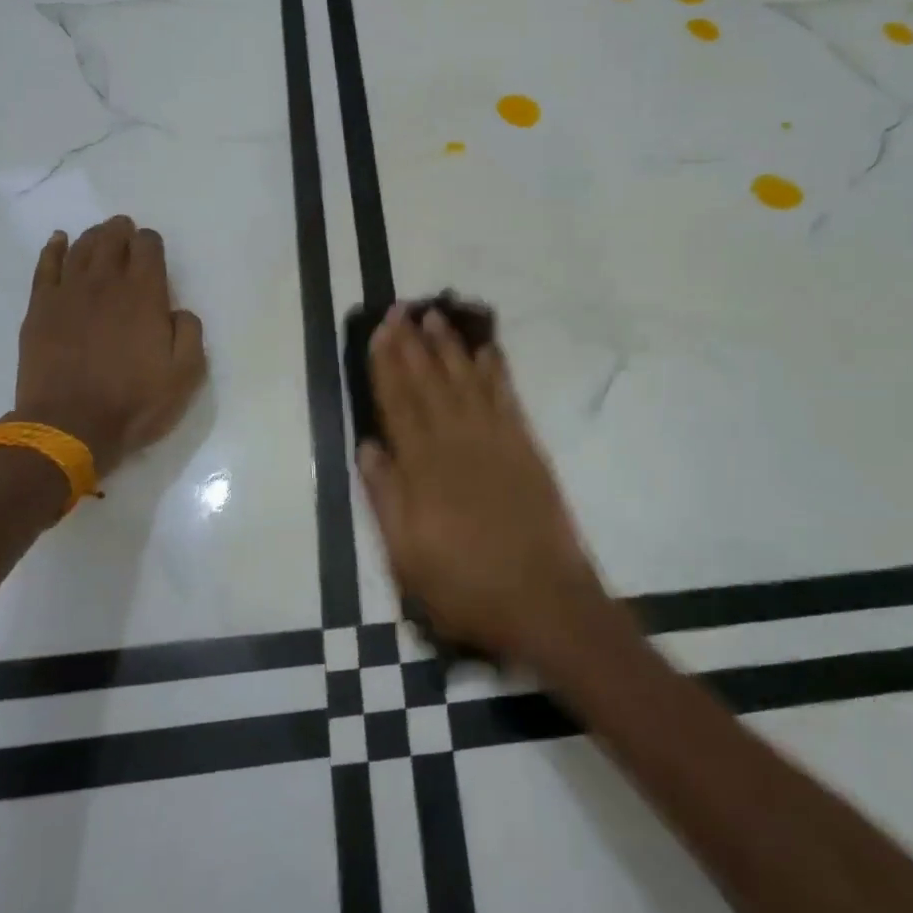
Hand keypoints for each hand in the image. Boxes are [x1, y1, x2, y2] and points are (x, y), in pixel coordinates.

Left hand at [12, 216, 205, 476]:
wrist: (70, 427)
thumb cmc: (135, 403)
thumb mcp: (185, 375)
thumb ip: (190, 333)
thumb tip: (178, 311)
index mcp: (144, 296)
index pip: (148, 248)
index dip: (151, 242)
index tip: (153, 250)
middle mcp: (106, 284)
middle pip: (112, 240)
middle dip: (122, 231)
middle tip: (126, 230)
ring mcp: (68, 294)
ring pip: (81, 248)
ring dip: (94, 236)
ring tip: (102, 233)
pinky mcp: (40, 309)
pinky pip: (46, 266)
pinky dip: (54, 249)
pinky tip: (60, 241)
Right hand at [357, 308, 607, 663]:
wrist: (545, 603)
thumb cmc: (466, 587)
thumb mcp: (407, 558)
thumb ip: (386, 498)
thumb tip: (367, 447)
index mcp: (424, 469)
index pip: (398, 405)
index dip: (386, 366)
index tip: (378, 333)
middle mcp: (458, 444)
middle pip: (430, 384)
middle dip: (412, 345)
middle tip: (401, 309)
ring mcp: (496, 442)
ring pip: (466, 381)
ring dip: (449, 347)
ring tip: (435, 316)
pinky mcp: (526, 449)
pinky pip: (507, 398)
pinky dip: (495, 371)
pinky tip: (486, 350)